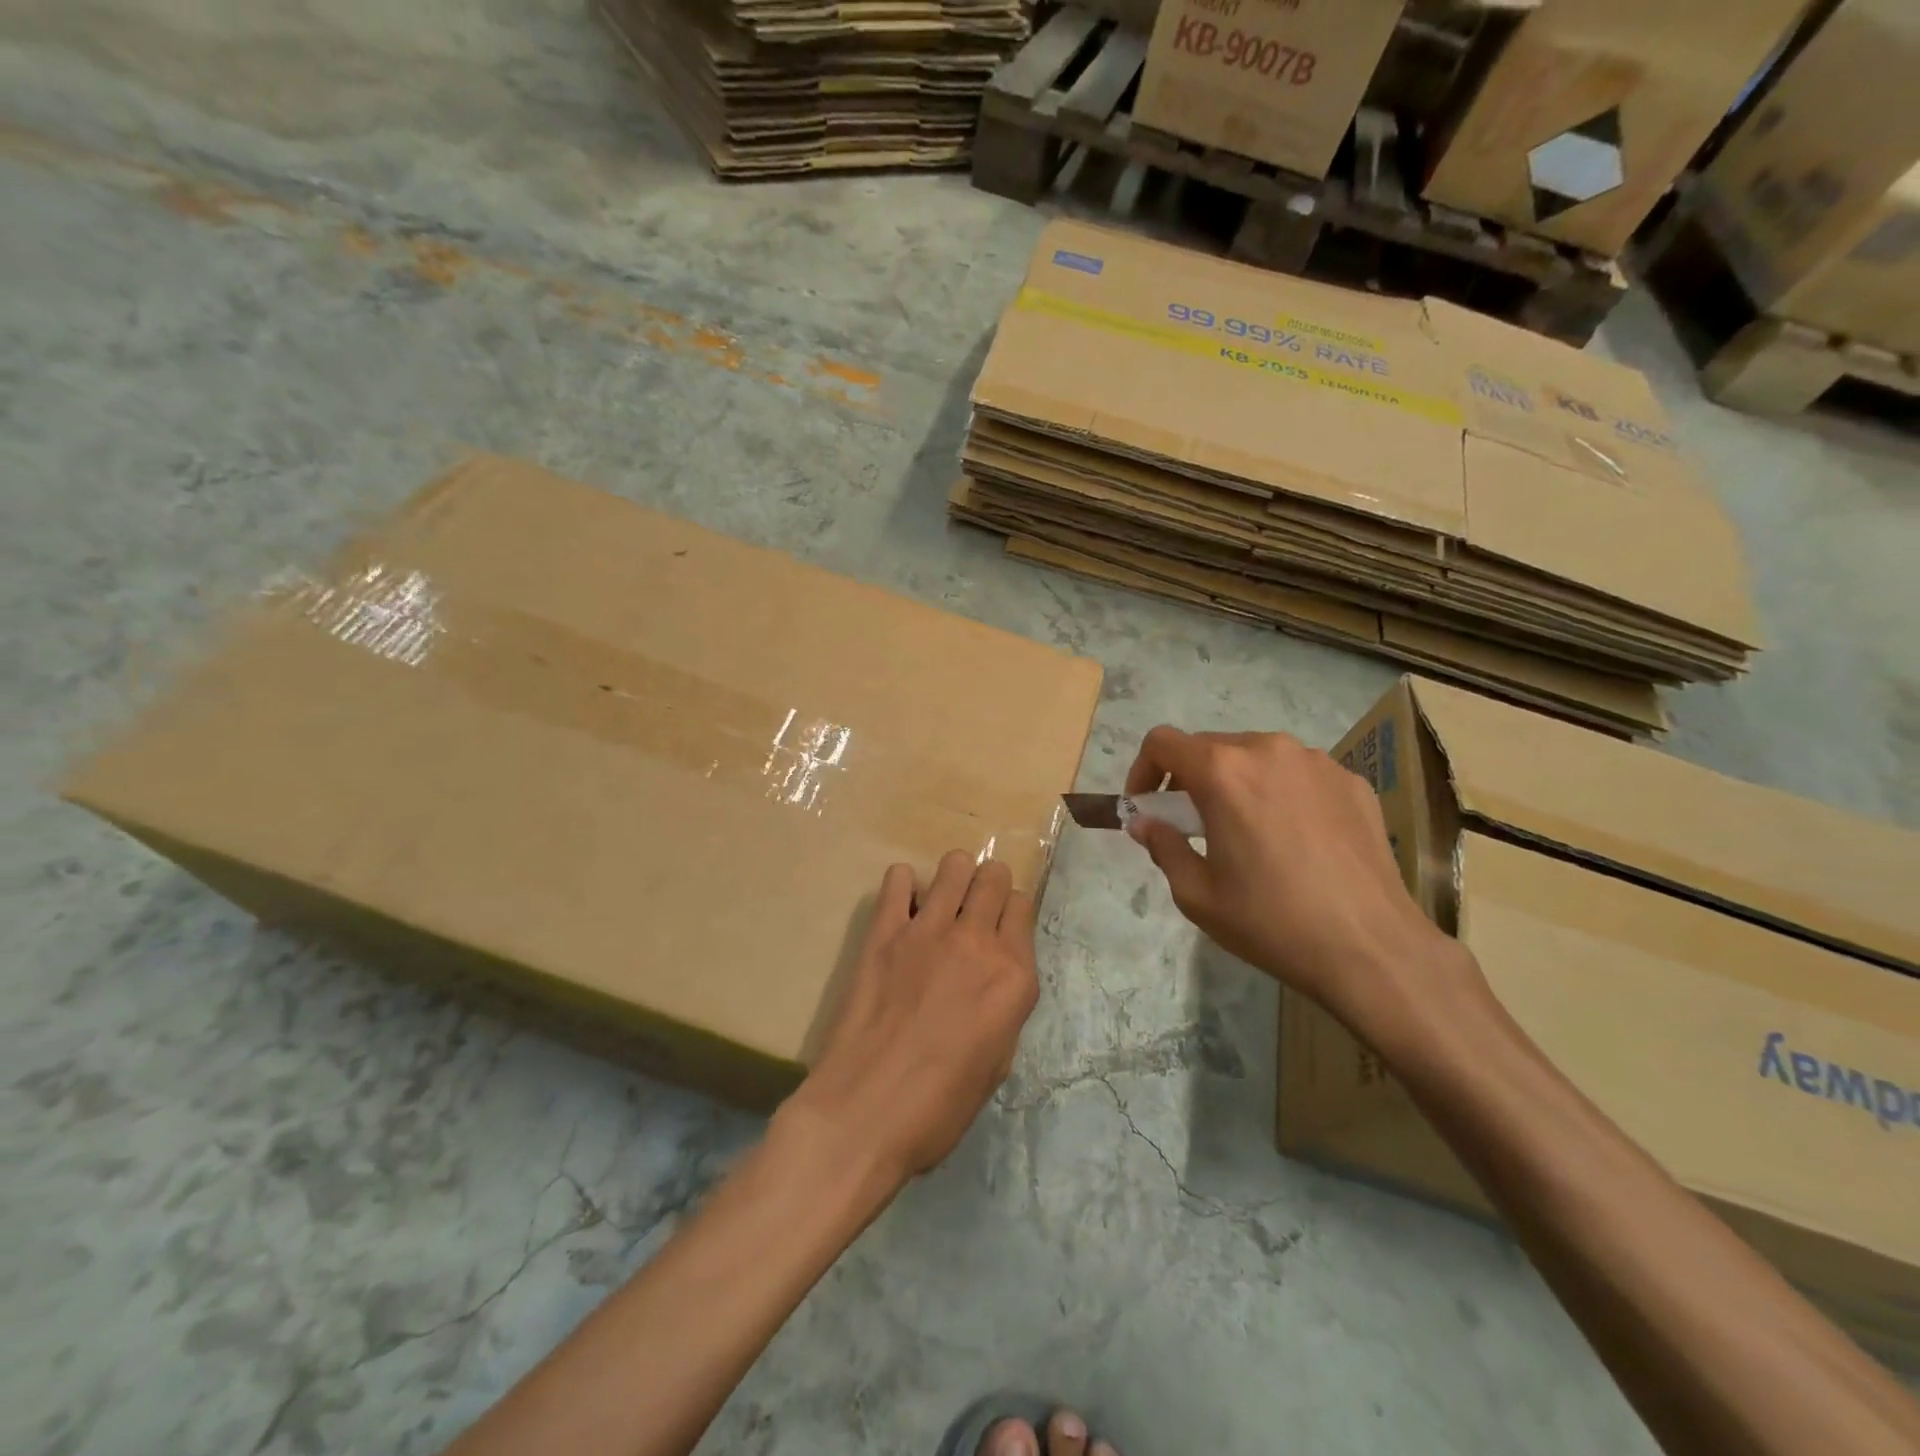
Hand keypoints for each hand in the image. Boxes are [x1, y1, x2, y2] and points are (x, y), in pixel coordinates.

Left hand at [780, 851, 1038, 1187]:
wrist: (865, 1114)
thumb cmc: (939, 1107)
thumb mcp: (997, 1063)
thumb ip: (1004, 1006)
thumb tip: (993, 978)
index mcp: (1014, 977)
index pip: (1022, 906)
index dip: (1011, 914)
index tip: (1000, 928)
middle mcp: (977, 942)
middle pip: (993, 876)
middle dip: (988, 884)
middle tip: (973, 909)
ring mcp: (928, 930)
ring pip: (954, 865)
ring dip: (953, 877)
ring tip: (941, 903)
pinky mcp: (884, 931)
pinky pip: (898, 878)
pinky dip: (904, 886)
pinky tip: (901, 913)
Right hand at [1125, 727, 1477, 1040]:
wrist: (1371, 948)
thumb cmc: (1271, 921)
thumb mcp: (1197, 894)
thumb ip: (1162, 845)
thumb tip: (1144, 822)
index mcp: (1223, 771)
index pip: (1162, 742)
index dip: (1143, 769)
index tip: (1147, 806)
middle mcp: (1269, 750)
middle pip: (1209, 746)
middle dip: (1189, 778)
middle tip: (1192, 825)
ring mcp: (1317, 762)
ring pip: (1256, 756)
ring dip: (1236, 782)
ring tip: (1247, 831)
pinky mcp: (1351, 781)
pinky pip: (1298, 773)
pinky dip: (1280, 792)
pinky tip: (1294, 838)